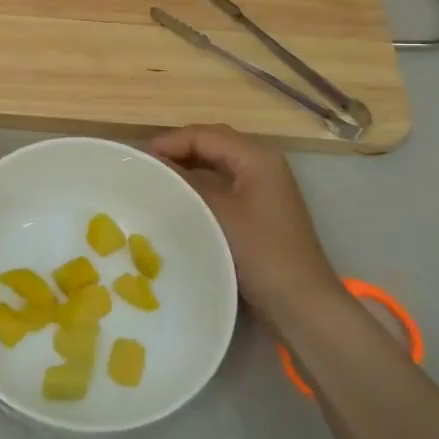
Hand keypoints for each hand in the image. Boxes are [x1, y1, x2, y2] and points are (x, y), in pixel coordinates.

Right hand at [150, 124, 338, 323]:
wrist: (301, 304)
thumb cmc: (260, 252)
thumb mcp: (216, 213)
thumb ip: (183, 182)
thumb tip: (151, 163)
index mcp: (255, 156)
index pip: (203, 134)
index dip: (168, 142)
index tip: (137, 159)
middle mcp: (261, 162)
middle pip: (211, 143)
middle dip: (176, 151)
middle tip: (144, 167)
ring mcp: (262, 185)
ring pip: (216, 164)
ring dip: (186, 168)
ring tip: (155, 180)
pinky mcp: (259, 207)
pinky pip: (222, 183)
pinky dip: (199, 185)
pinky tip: (178, 198)